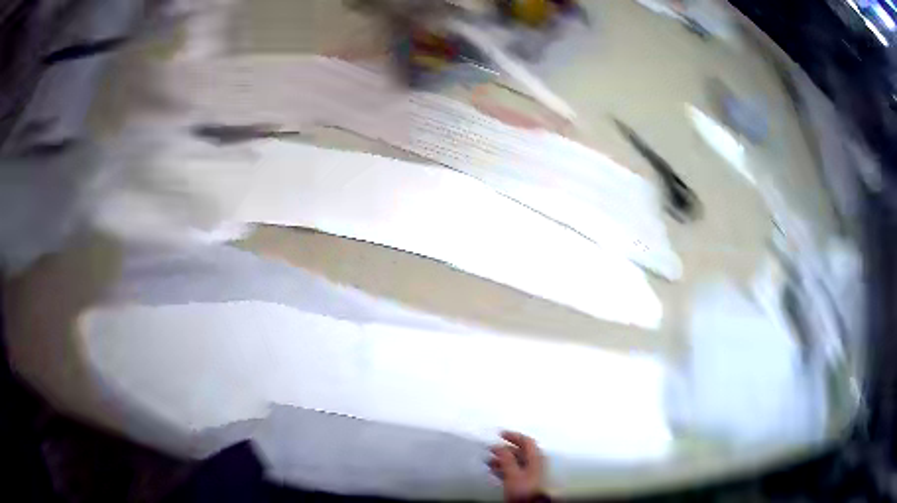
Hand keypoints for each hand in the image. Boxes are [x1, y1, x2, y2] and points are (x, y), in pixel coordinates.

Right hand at [488, 431, 545, 501]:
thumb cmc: (523, 487)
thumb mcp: (512, 472)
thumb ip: (506, 458)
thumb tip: (498, 446)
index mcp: (536, 457)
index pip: (526, 441)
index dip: (514, 436)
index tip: (501, 434)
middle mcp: (535, 463)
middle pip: (521, 451)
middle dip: (505, 449)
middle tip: (492, 448)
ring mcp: (531, 472)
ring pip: (516, 461)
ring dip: (503, 459)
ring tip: (489, 460)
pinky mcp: (525, 481)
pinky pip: (514, 470)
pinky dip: (504, 467)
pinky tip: (494, 470)